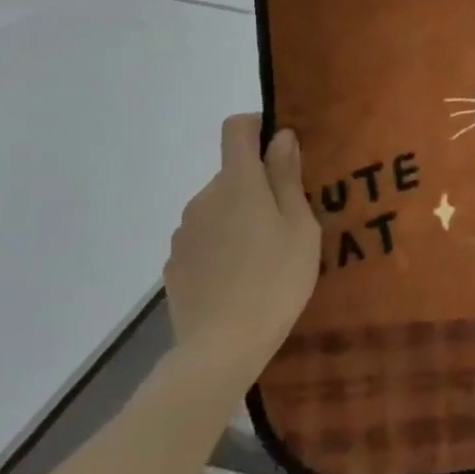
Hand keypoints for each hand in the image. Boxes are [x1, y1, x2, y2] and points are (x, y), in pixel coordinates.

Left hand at [163, 115, 319, 373]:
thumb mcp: (300, 227)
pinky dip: (222, 246)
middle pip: (232, 174)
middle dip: (258, 186)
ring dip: (239, 218)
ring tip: (266, 256)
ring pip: (218, 209)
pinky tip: (240, 278)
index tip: (281, 145)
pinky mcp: (174, 265)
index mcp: (237, 183)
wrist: (221, 347)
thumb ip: (287, 177)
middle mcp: (203, 198)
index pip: (236, 129)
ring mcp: (184, 233)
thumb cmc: (276, 279)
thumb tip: (280, 137)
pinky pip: (204, 240)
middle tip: (289, 221)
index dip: (257, 126)